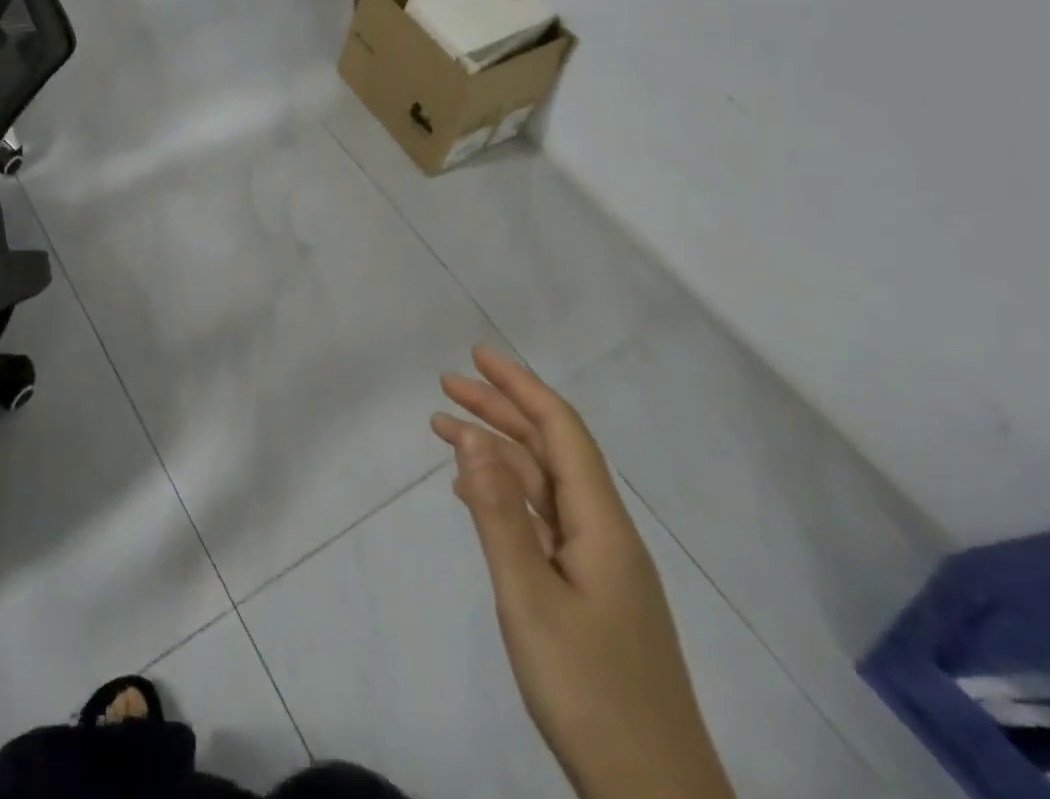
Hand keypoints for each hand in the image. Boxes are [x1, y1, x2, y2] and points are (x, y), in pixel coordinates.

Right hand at [432, 350, 734, 798]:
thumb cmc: (591, 693)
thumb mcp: (530, 598)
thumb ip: (499, 515)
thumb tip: (471, 438)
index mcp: (602, 526)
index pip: (562, 431)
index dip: (521, 386)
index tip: (477, 357)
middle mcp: (605, 534)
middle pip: (551, 451)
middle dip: (501, 410)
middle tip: (446, 386)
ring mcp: (599, 567)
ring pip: (544, 487)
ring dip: (497, 452)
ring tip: (444, 431)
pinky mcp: (589, 595)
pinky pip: (542, 522)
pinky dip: (505, 495)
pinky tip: (473, 497)